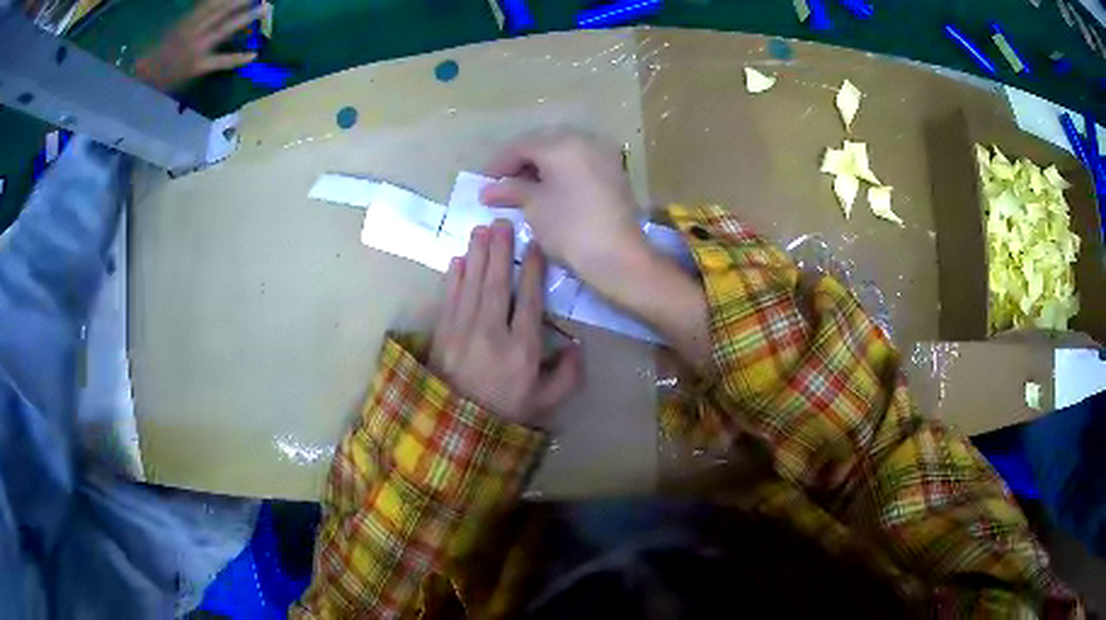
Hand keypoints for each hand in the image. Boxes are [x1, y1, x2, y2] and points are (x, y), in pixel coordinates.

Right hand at [135, 0, 266, 92]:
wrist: (144, 79)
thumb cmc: (159, 52)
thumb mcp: (177, 27)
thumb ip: (196, 16)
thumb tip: (216, 5)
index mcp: (187, 20)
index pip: (212, 2)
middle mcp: (193, 30)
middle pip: (221, 9)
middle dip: (241, 0)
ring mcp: (196, 48)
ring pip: (224, 29)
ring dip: (245, 17)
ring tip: (264, 8)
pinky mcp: (197, 67)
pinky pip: (220, 62)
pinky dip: (237, 58)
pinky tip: (253, 54)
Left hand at [429, 220, 581, 424]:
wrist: (457, 429)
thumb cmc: (506, 413)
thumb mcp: (546, 403)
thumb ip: (567, 376)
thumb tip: (577, 346)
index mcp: (522, 348)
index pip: (529, 300)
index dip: (532, 269)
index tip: (533, 245)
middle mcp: (492, 332)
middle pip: (497, 283)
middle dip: (500, 250)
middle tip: (502, 223)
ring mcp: (463, 330)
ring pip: (472, 284)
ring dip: (477, 255)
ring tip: (481, 229)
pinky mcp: (442, 334)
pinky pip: (449, 298)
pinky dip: (453, 277)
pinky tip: (458, 259)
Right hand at [479, 128, 649, 304]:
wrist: (618, 255)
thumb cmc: (570, 228)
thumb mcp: (534, 206)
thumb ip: (511, 189)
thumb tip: (488, 190)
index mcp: (561, 144)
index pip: (521, 145)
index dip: (499, 163)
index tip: (483, 182)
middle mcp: (584, 139)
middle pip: (543, 142)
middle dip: (520, 159)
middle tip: (502, 181)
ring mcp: (603, 153)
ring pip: (563, 148)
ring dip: (541, 162)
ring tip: (523, 185)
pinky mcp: (614, 170)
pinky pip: (580, 159)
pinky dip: (561, 168)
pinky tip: (548, 185)